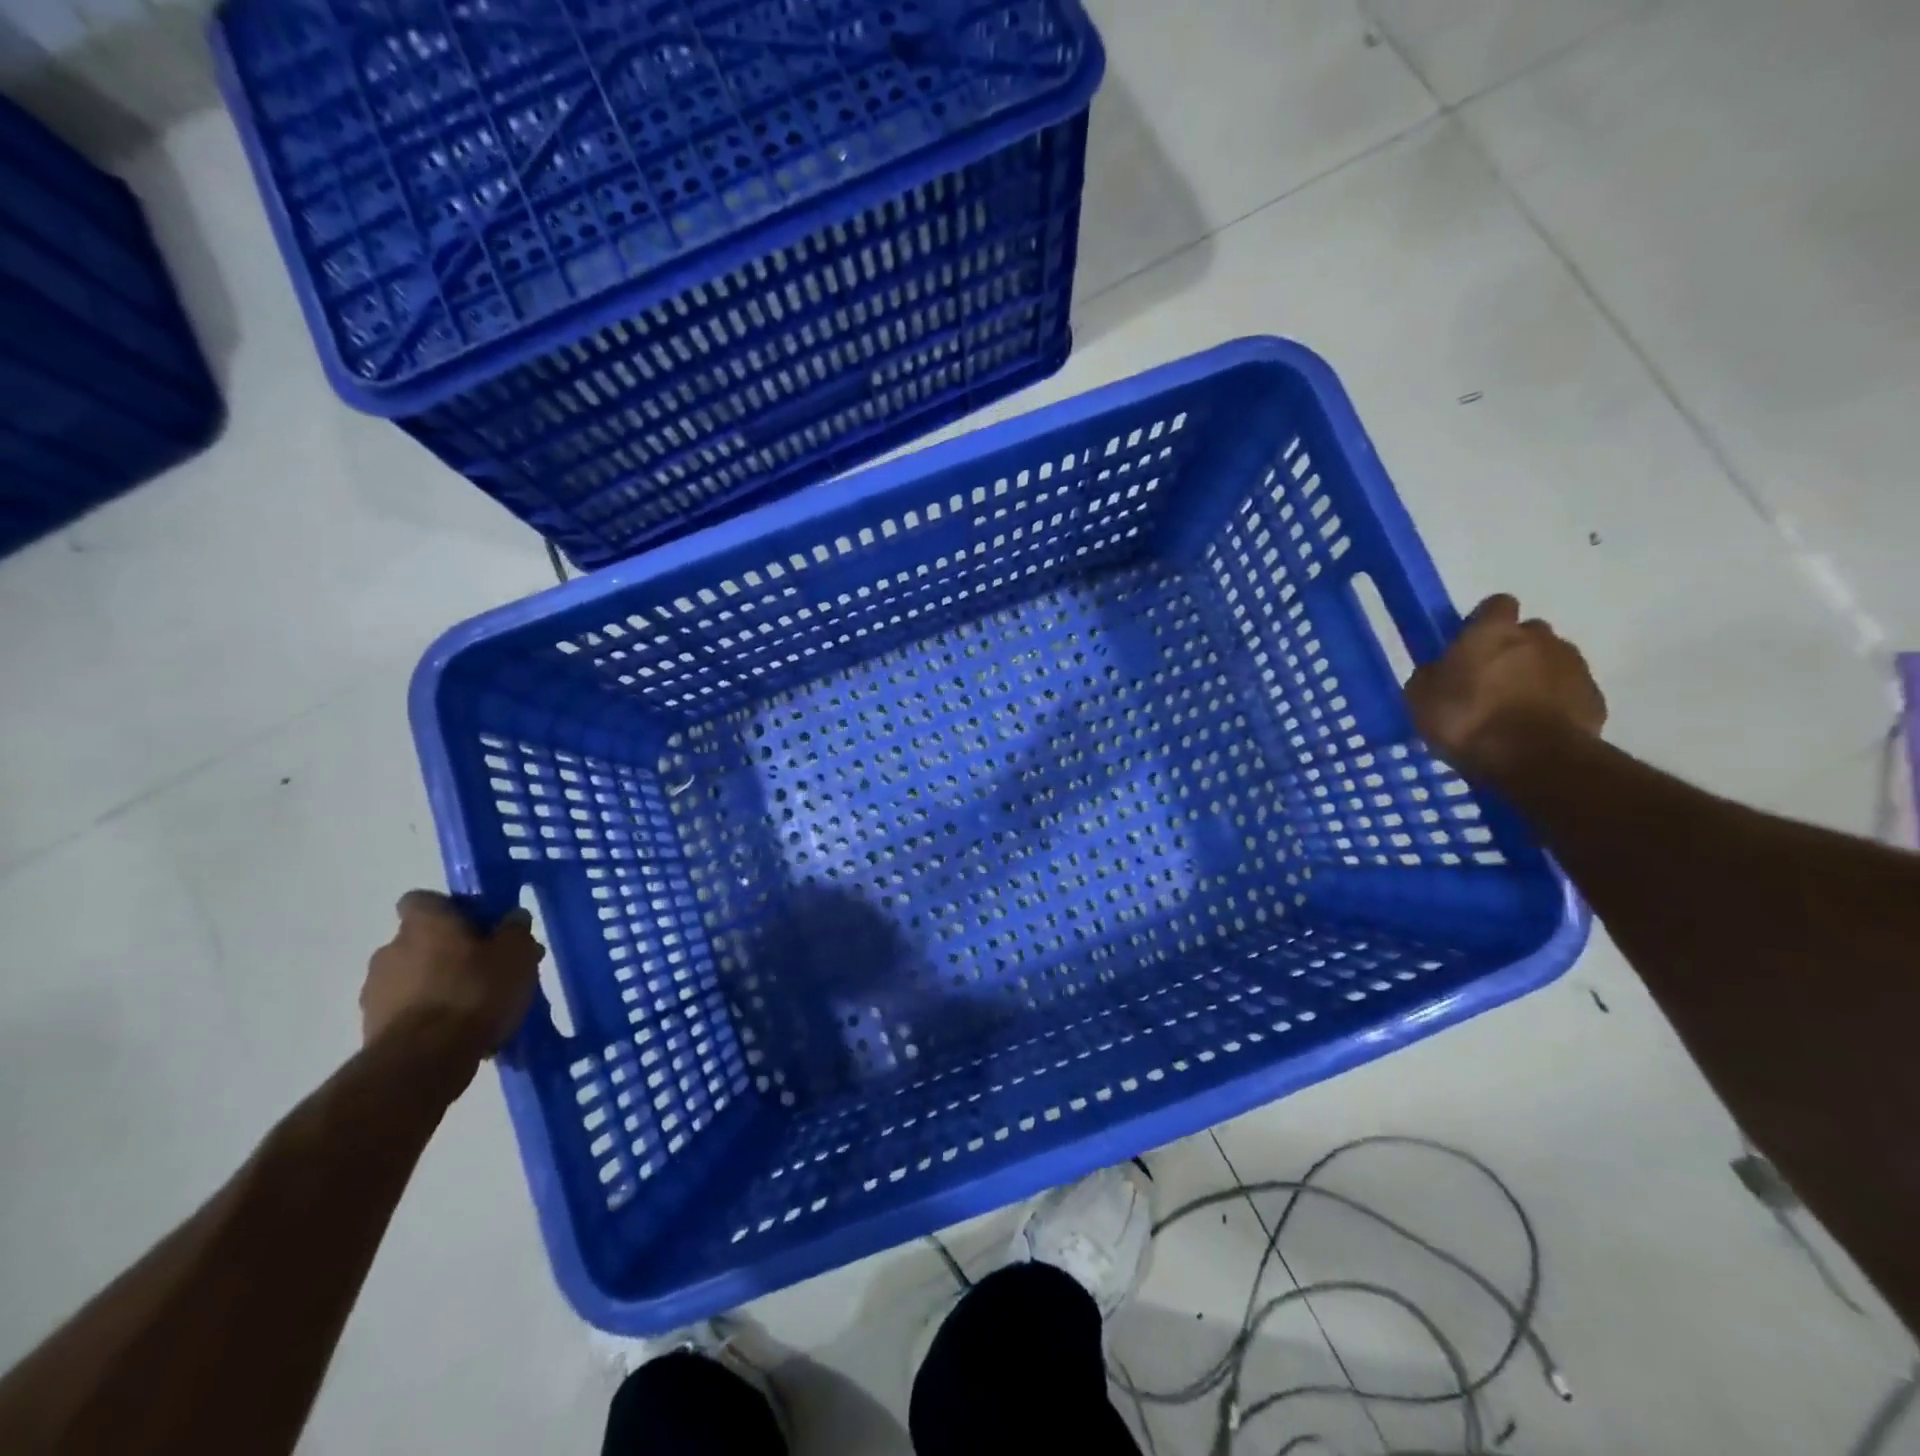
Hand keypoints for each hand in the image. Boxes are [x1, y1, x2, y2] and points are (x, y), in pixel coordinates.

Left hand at [361, 891, 543, 1066]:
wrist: (424, 1060)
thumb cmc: (475, 991)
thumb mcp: (516, 953)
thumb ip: (515, 929)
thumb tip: (512, 917)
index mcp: (424, 923)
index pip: (424, 900)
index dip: (451, 909)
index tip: (479, 926)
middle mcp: (391, 949)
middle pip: (423, 940)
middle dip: (452, 952)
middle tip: (490, 970)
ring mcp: (376, 991)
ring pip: (415, 977)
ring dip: (440, 985)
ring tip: (478, 1007)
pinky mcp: (372, 1028)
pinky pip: (409, 1010)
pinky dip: (430, 1016)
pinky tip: (459, 1032)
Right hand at [1405, 593, 1606, 778]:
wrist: (1533, 760)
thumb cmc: (1467, 720)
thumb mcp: (1421, 700)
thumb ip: (1430, 676)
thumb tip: (1438, 670)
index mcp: (1493, 632)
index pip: (1495, 605)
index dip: (1483, 622)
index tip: (1470, 645)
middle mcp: (1539, 638)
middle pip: (1528, 633)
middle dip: (1513, 650)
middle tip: (1490, 680)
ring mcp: (1573, 666)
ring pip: (1552, 661)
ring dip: (1535, 676)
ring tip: (1514, 708)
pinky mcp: (1594, 697)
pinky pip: (1569, 692)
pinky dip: (1555, 702)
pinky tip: (1536, 727)